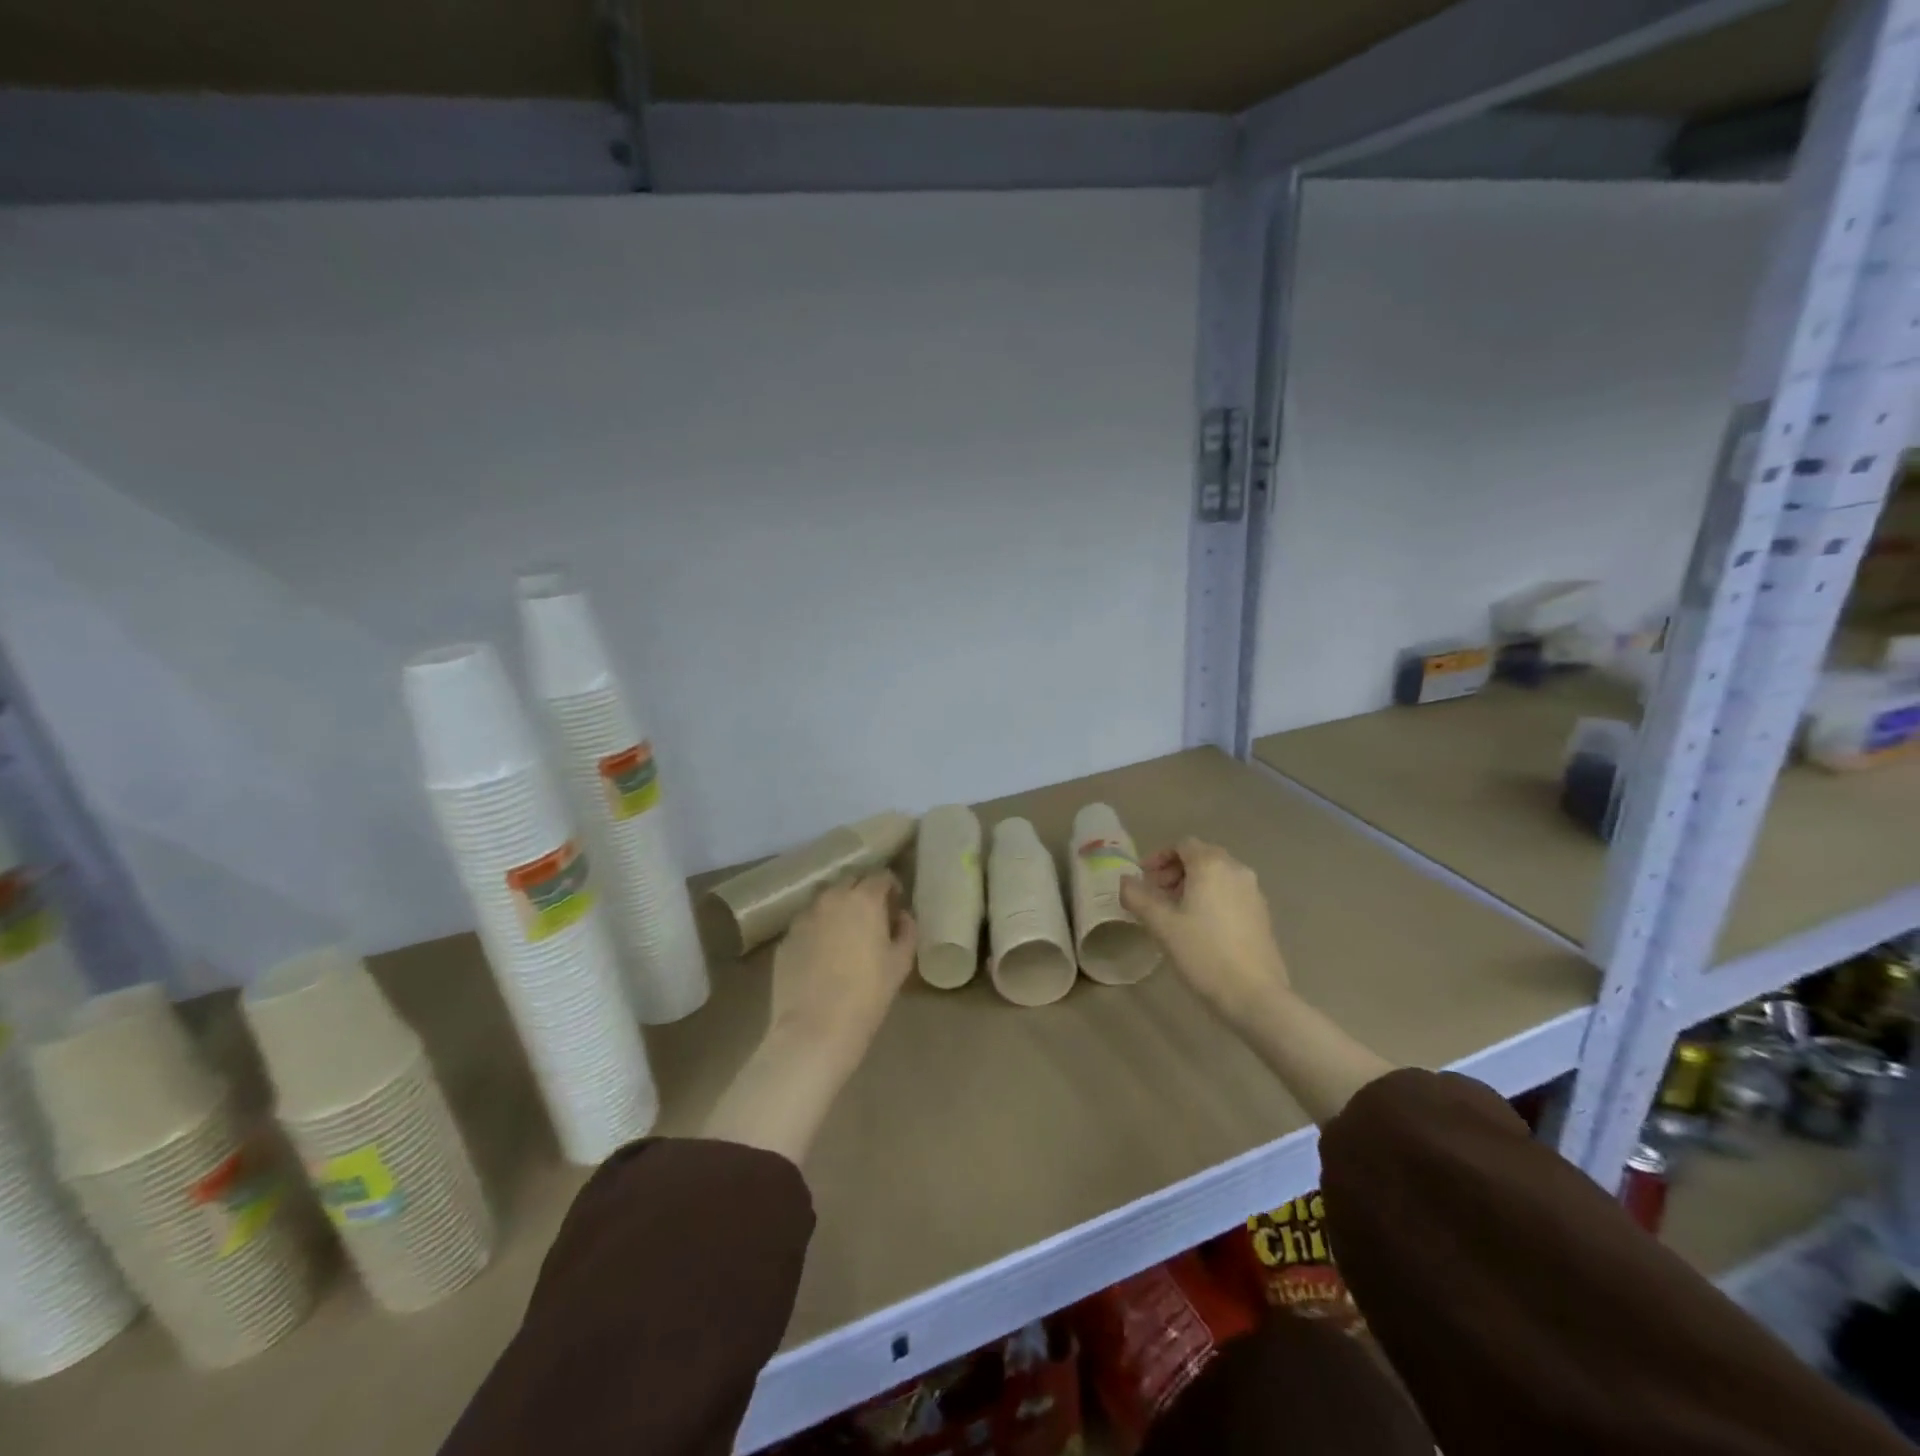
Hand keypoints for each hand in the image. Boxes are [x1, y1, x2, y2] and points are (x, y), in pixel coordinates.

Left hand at [769, 871, 916, 1064]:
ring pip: (824, 898)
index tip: (895, 903)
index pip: (880, 876)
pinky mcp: (785, 937)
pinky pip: (806, 922)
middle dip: (863, 890)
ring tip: (845, 930)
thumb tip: (902, 916)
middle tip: (872, 914)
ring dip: (837, 905)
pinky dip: (818, 927)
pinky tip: (822, 952)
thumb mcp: (901, 963)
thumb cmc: (867, 994)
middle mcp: (831, 898)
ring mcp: (804, 916)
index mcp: (863, 899)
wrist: (815, 1027)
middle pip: (850, 880)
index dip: (891, 886)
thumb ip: (907, 931)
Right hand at [1120, 838, 1290, 1023]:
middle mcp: (1237, 870)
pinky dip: (1211, 899)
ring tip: (1174, 914)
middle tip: (1154, 896)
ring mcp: (1254, 893)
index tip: (1143, 880)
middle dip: (1174, 872)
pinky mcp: (1262, 915)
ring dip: (1192, 886)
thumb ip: (1138, 897)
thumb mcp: (1161, 925)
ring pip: (1217, 876)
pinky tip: (1199, 928)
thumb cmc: (1203, 953)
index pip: (1182, 845)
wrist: (1255, 995)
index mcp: (1212, 865)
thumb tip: (1125, 881)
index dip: (1158, 858)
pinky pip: (1230, 894)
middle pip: (1201, 857)